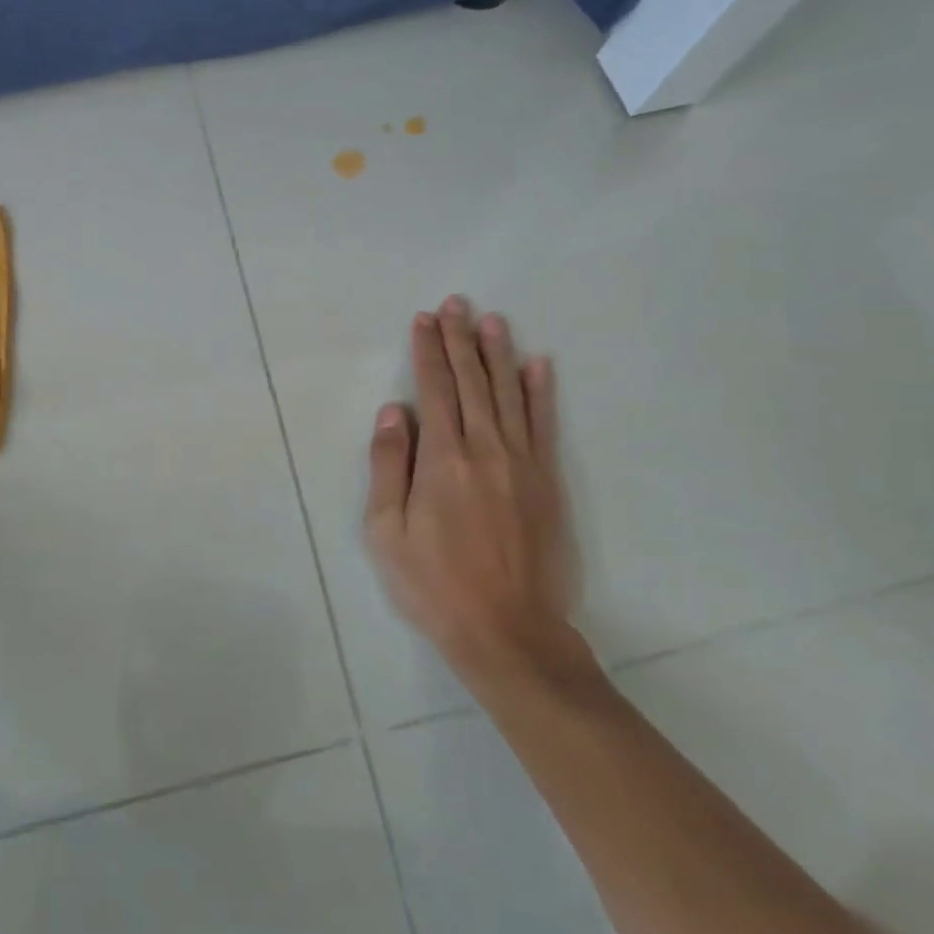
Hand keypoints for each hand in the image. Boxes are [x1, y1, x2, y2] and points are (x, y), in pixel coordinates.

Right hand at [365, 297, 586, 686]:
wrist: (509, 631)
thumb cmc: (435, 584)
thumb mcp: (387, 531)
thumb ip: (389, 465)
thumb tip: (392, 410)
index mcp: (442, 458)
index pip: (434, 389)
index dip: (427, 350)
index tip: (424, 319)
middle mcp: (484, 448)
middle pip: (471, 381)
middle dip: (460, 338)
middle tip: (456, 302)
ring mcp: (521, 462)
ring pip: (508, 393)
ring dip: (498, 353)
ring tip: (492, 319)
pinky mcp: (547, 481)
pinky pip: (543, 425)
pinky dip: (541, 392)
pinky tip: (539, 365)